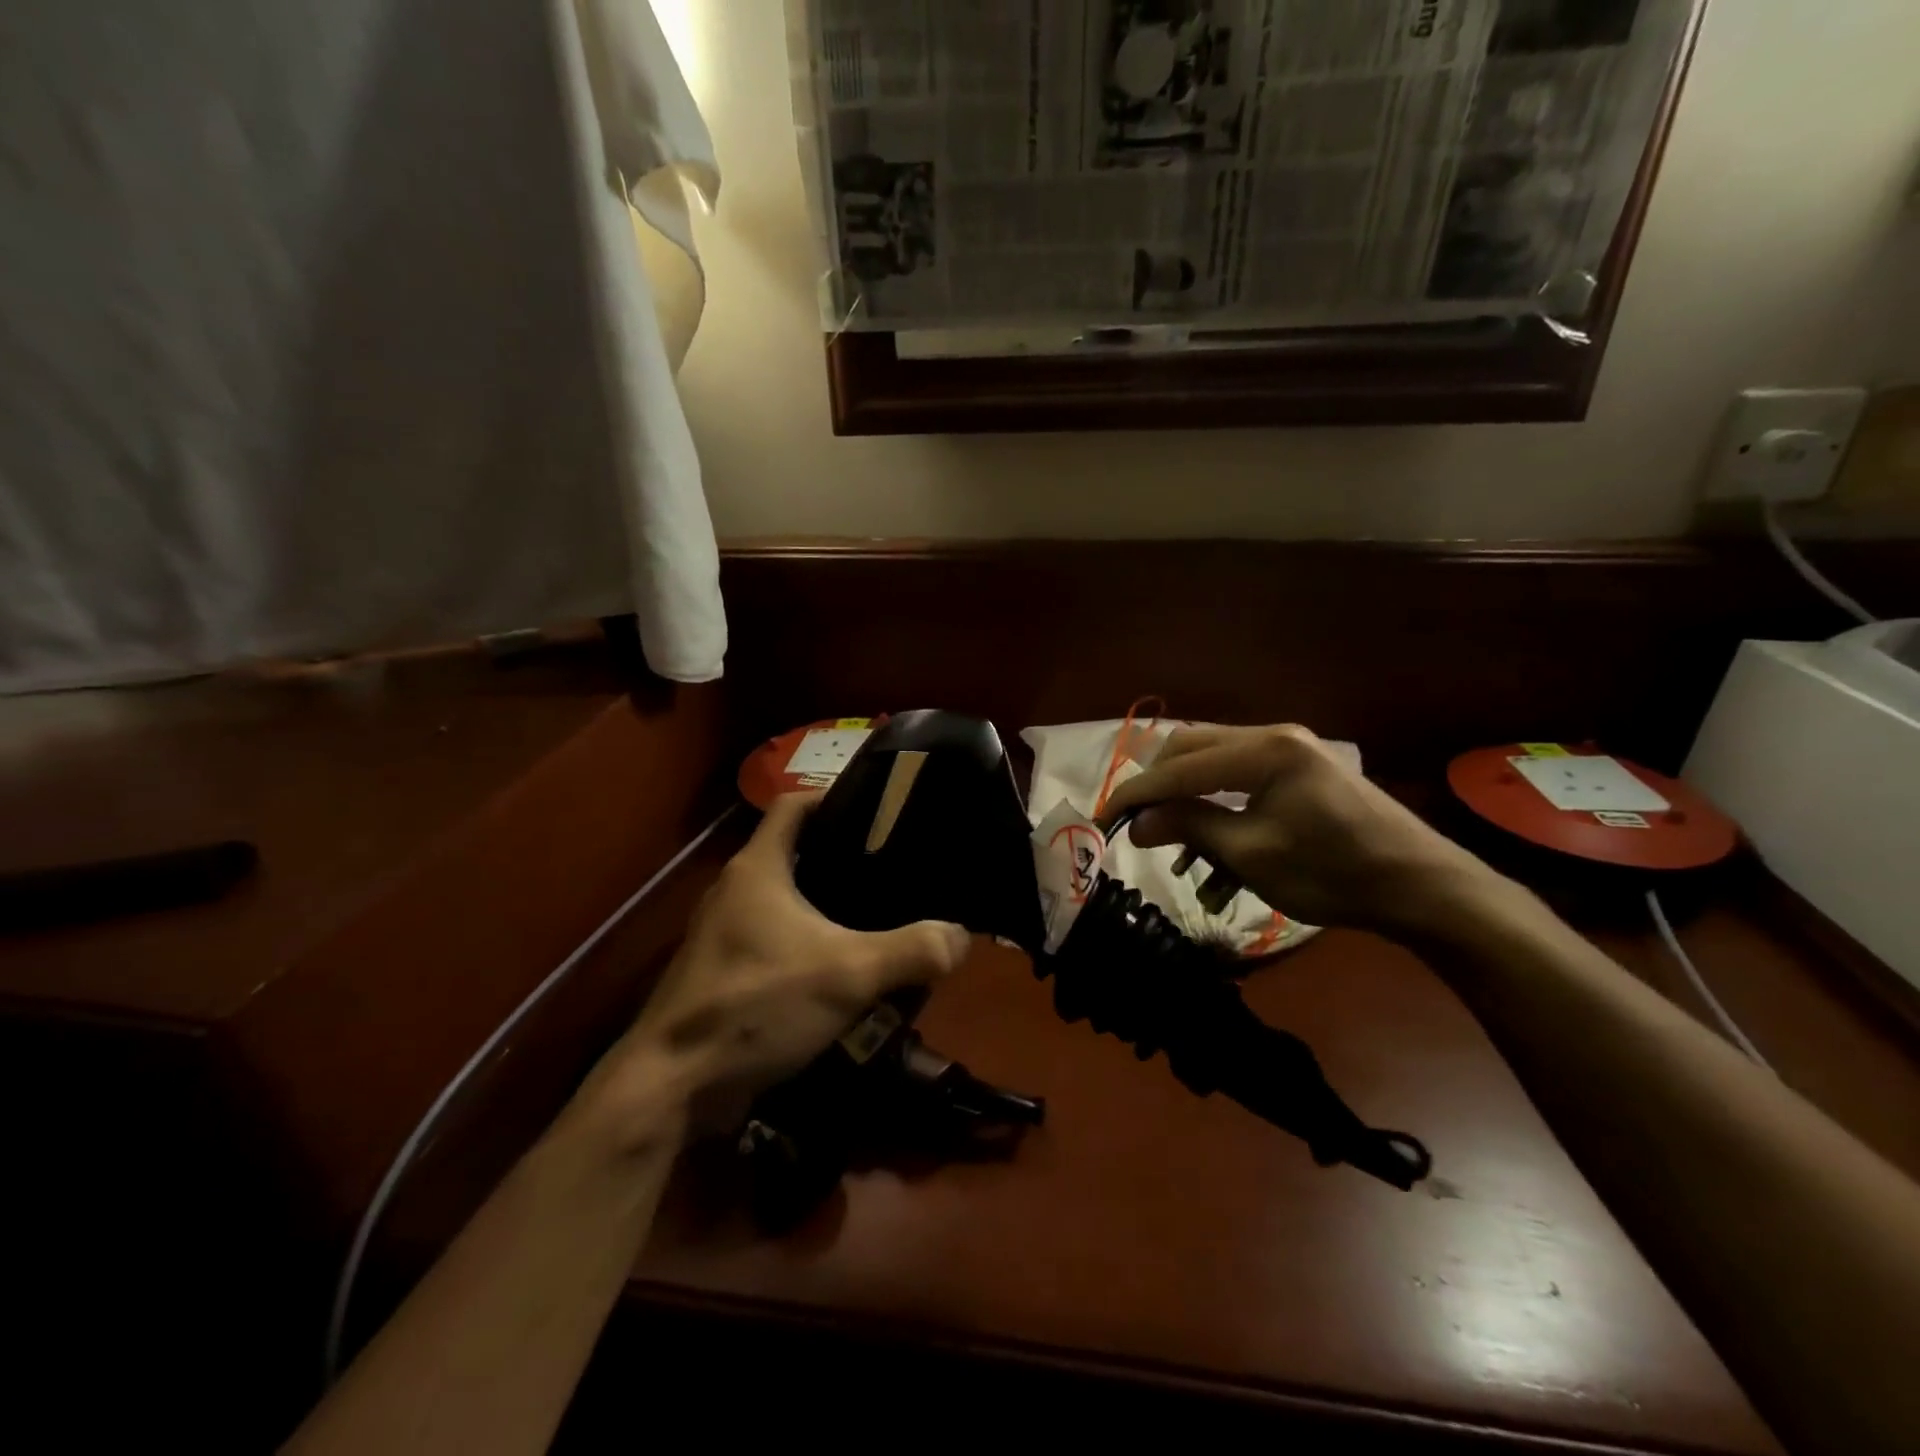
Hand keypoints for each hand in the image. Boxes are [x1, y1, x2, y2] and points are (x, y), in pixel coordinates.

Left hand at [588, 794, 971, 1134]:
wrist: (674, 1085)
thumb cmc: (756, 1005)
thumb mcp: (847, 975)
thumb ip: (911, 951)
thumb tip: (961, 936)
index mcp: (758, 868)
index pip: (794, 804)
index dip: (834, 797)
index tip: (880, 809)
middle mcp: (736, 889)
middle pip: (795, 852)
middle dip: (843, 857)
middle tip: (895, 868)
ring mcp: (725, 933)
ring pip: (786, 900)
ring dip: (827, 905)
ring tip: (880, 915)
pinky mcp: (724, 972)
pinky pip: (776, 940)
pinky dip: (809, 943)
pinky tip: (845, 968)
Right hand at [1101, 724, 1499, 939]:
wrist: (1421, 886)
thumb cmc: (1333, 873)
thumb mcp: (1251, 856)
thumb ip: (1190, 827)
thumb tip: (1137, 822)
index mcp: (1263, 750)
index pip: (1179, 766)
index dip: (1135, 793)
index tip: (1102, 819)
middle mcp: (1272, 735)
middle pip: (1190, 748)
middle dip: (1158, 786)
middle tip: (1138, 824)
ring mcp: (1289, 748)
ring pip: (1212, 760)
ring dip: (1186, 796)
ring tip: (1175, 843)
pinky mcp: (1299, 767)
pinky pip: (1238, 774)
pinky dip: (1216, 802)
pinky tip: (1212, 845)